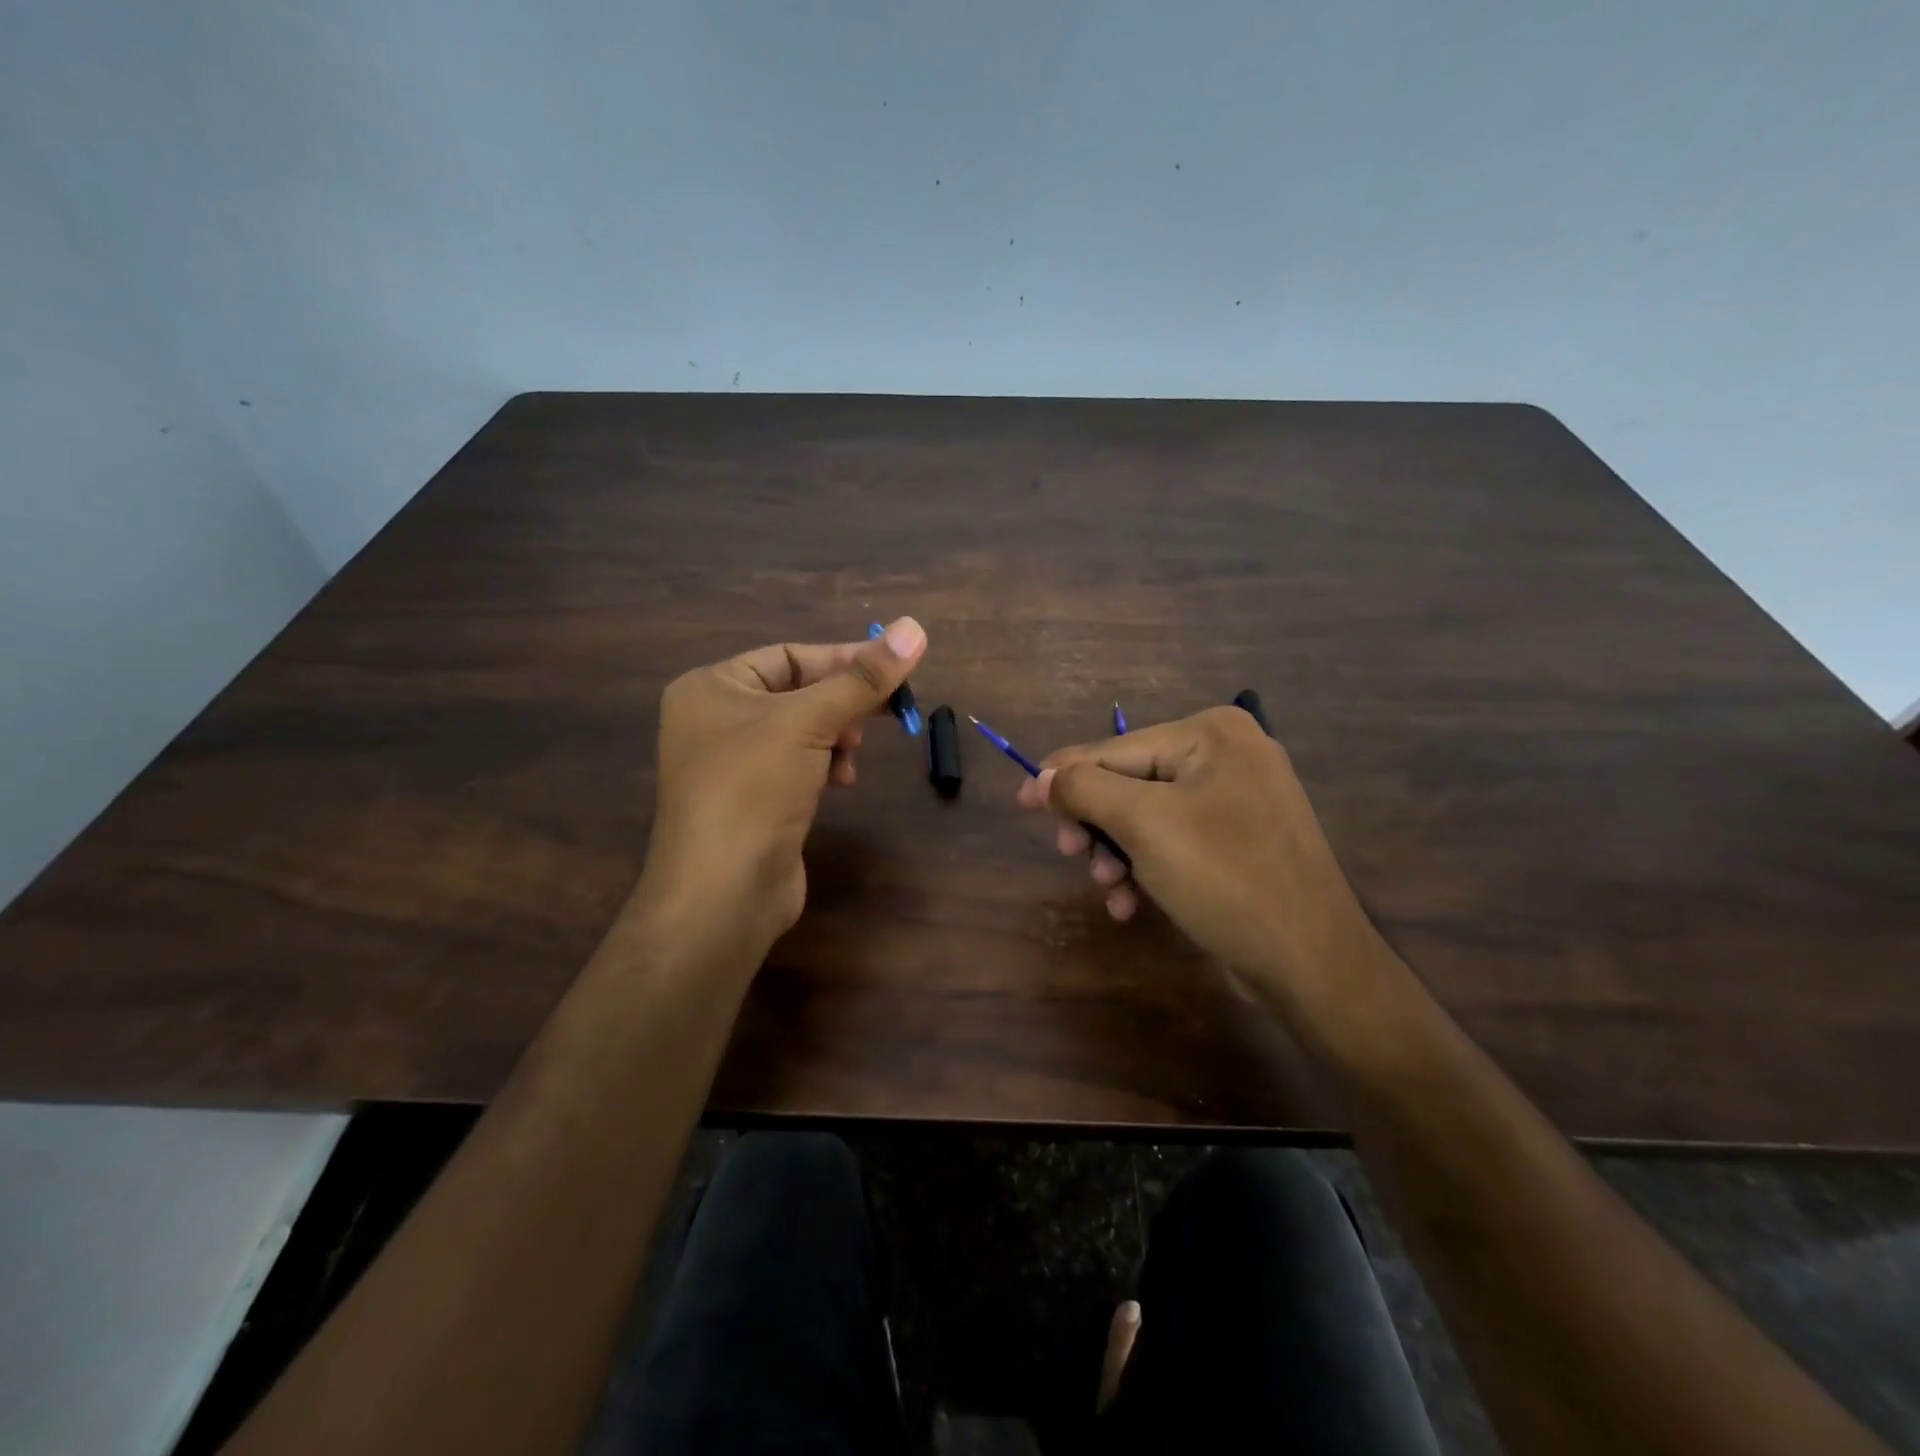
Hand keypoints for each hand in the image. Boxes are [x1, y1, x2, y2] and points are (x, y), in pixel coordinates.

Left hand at [639, 617, 926, 957]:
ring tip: (852, 755)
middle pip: (797, 692)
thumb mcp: (810, 722)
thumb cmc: (753, 788)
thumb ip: (863, 678)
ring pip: (801, 731)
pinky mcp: (752, 801)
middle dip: (841, 703)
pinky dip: (824, 766)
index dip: (843, 659)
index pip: (788, 655)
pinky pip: (796, 765)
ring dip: (836, 736)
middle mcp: (715, 720)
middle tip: (880, 714)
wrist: (722, 893)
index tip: (893, 670)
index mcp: (711, 687)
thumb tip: (915, 626)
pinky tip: (842, 782)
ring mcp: (731, 764)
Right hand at [1017, 706, 1384, 1018]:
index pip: (1115, 749)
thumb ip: (1084, 790)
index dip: (1063, 777)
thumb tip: (1041, 776)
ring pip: (1148, 816)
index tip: (1020, 802)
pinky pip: (1176, 841)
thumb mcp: (1144, 825)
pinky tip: (1131, 904)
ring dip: (1118, 852)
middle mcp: (1228, 754)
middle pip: (1130, 782)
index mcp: (1211, 733)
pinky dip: (1148, 867)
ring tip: (1108, 888)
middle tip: (1069, 855)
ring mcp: (1239, 798)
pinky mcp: (1241, 840)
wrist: (1312, 962)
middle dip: (1097, 824)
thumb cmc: (1224, 878)